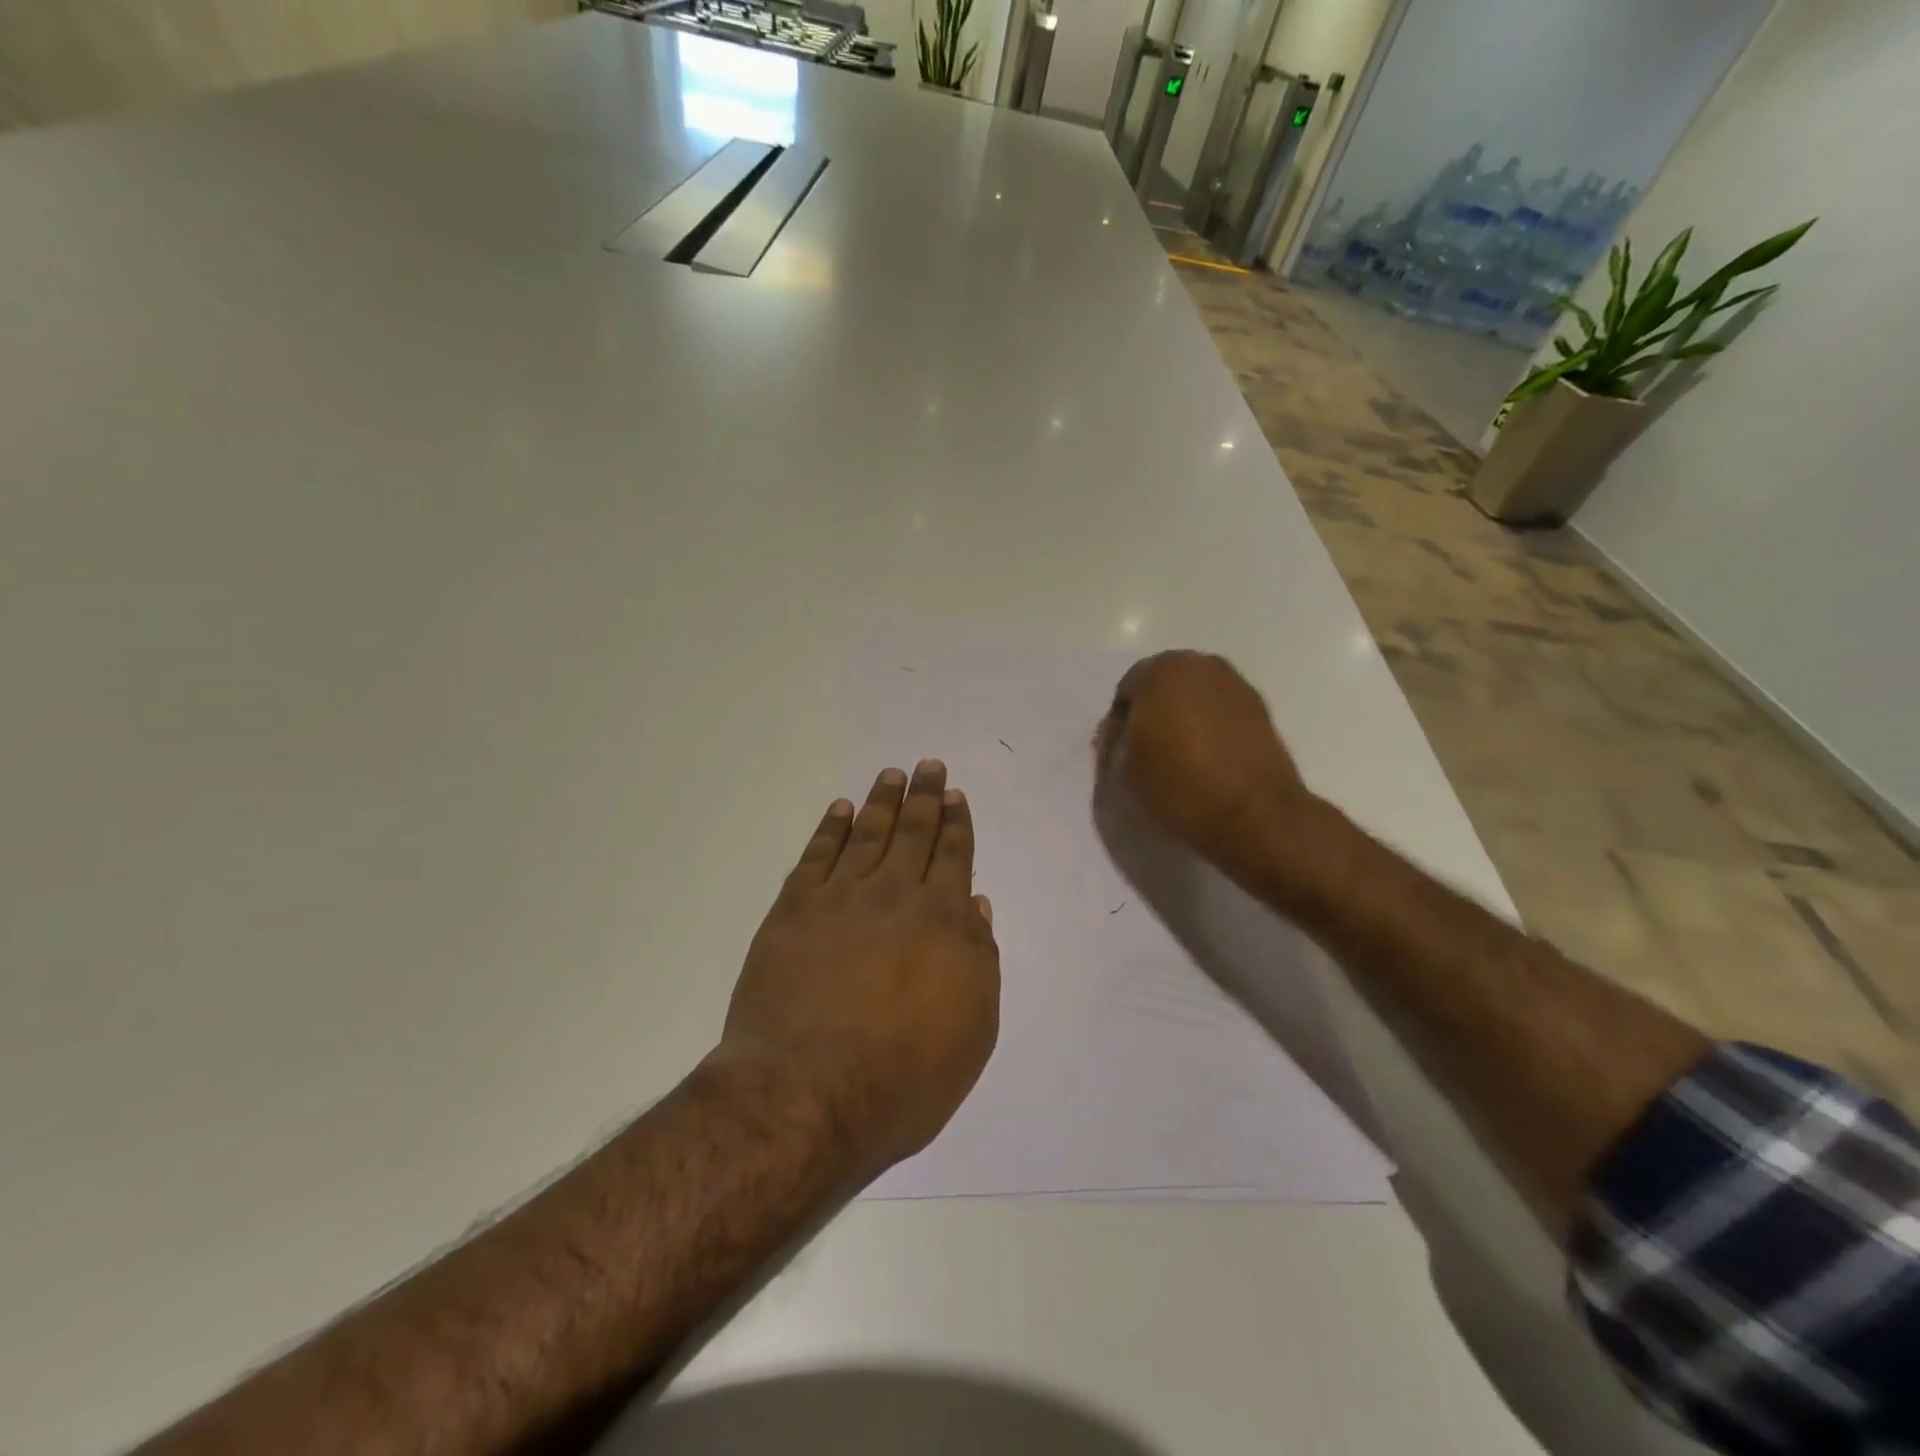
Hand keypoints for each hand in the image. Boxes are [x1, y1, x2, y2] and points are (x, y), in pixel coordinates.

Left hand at [716, 761, 999, 1180]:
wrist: (807, 1093)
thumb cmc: (904, 1075)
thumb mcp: (972, 1030)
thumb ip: (978, 959)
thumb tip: (976, 905)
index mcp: (943, 921)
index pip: (954, 857)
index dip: (956, 824)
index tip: (954, 797)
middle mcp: (895, 895)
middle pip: (913, 833)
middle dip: (924, 797)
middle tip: (928, 766)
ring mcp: (840, 898)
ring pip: (867, 834)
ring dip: (882, 802)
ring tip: (891, 775)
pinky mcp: (794, 910)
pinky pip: (817, 855)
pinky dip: (831, 829)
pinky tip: (840, 810)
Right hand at [1096, 651, 1308, 857]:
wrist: (1255, 817)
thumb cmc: (1178, 787)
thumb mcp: (1121, 771)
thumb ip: (1114, 742)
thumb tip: (1121, 732)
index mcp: (1161, 671)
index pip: (1126, 691)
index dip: (1119, 726)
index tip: (1120, 756)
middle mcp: (1201, 666)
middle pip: (1163, 687)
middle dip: (1153, 715)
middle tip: (1148, 755)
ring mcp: (1236, 686)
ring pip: (1195, 699)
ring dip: (1184, 721)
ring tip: (1180, 761)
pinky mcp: (1262, 711)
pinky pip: (1221, 715)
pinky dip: (1211, 731)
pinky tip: (1208, 762)